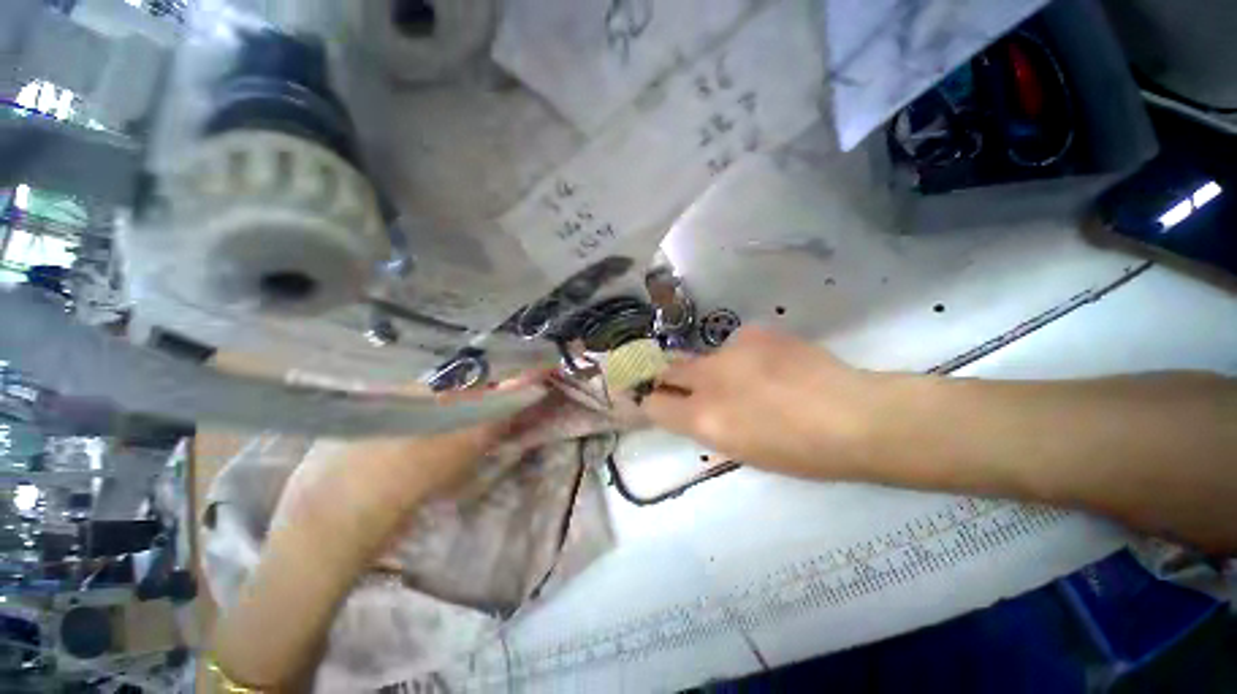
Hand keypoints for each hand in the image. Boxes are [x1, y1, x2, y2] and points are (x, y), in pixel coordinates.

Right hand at [641, 327, 885, 478]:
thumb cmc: (800, 454)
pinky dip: (743, 356)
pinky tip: (771, 366)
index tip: (654, 399)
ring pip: (704, 357)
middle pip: (667, 369)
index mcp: (704, 418)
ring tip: (745, 380)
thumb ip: (707, 425)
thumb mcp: (742, 451)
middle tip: (680, 383)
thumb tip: (691, 409)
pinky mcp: (754, 332)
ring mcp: (730, 350)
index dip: (650, 401)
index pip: (653, 404)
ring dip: (711, 369)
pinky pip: (736, 345)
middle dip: (666, 376)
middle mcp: (707, 379)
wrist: (856, 417)